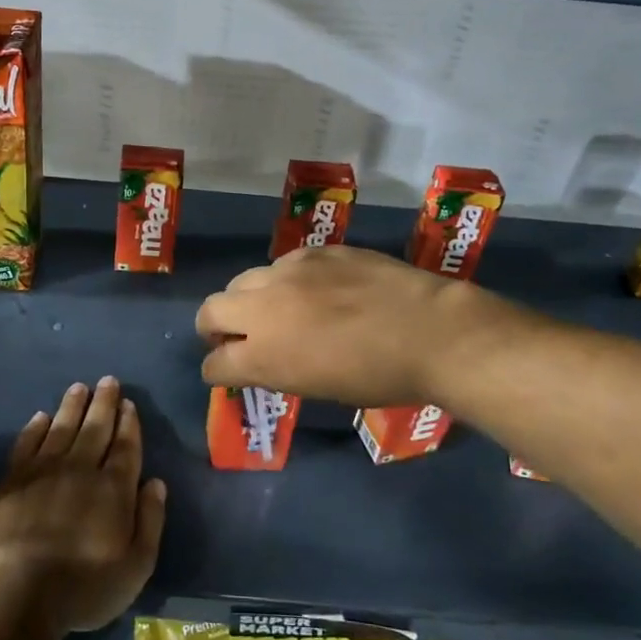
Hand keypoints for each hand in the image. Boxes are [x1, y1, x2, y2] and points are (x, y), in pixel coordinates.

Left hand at [0, 376, 167, 635]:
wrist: (19, 596)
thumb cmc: (85, 588)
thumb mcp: (136, 565)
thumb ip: (150, 520)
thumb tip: (156, 482)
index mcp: (113, 489)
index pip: (125, 446)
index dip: (128, 423)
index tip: (128, 403)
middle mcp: (80, 470)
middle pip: (95, 429)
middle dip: (104, 403)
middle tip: (108, 381)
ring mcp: (43, 472)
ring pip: (61, 428)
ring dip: (72, 406)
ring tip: (79, 387)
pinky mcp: (12, 481)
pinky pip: (26, 444)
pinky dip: (35, 429)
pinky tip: (40, 417)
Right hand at [195, 245, 507, 407]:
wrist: (430, 331)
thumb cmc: (378, 377)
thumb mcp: (317, 387)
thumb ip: (277, 370)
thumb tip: (260, 360)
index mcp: (263, 355)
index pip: (215, 363)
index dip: (217, 370)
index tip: (227, 371)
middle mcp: (264, 308)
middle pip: (210, 311)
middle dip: (214, 328)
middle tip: (237, 337)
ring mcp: (288, 272)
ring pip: (244, 280)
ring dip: (250, 300)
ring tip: (279, 310)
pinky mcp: (315, 252)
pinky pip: (284, 265)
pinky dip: (287, 281)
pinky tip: (316, 290)